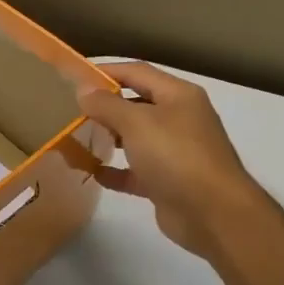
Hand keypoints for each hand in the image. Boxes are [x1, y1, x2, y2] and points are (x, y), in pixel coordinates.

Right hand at [78, 62, 263, 260]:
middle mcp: (179, 119)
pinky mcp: (167, 182)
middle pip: (136, 104)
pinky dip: (115, 171)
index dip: (106, 71)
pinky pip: (135, 171)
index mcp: (178, 96)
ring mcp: (174, 152)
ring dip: (108, 137)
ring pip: (135, 138)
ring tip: (77, 138)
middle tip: (71, 110)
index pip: (137, 72)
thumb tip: (83, 89)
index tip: (74, 76)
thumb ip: (106, 104)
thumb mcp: (137, 123)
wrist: (212, 213)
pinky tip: (92, 172)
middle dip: (105, 105)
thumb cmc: (176, 156)